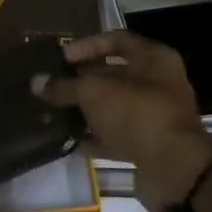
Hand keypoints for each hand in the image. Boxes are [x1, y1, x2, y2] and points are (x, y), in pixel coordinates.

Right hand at [41, 31, 211, 211]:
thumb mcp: (95, 93)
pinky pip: (116, 135)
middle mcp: (159, 83)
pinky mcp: (149, 146)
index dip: (88, 45)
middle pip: (115, 73)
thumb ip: (66, 86)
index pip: (117, 40)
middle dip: (83, 79)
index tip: (62, 58)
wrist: (174, 171)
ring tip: (54, 111)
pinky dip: (94, 137)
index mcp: (155, 58)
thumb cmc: (137, 114)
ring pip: (114, 106)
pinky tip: (68, 139)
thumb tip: (37, 82)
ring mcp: (155, 116)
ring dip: (86, 109)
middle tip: (53, 84)